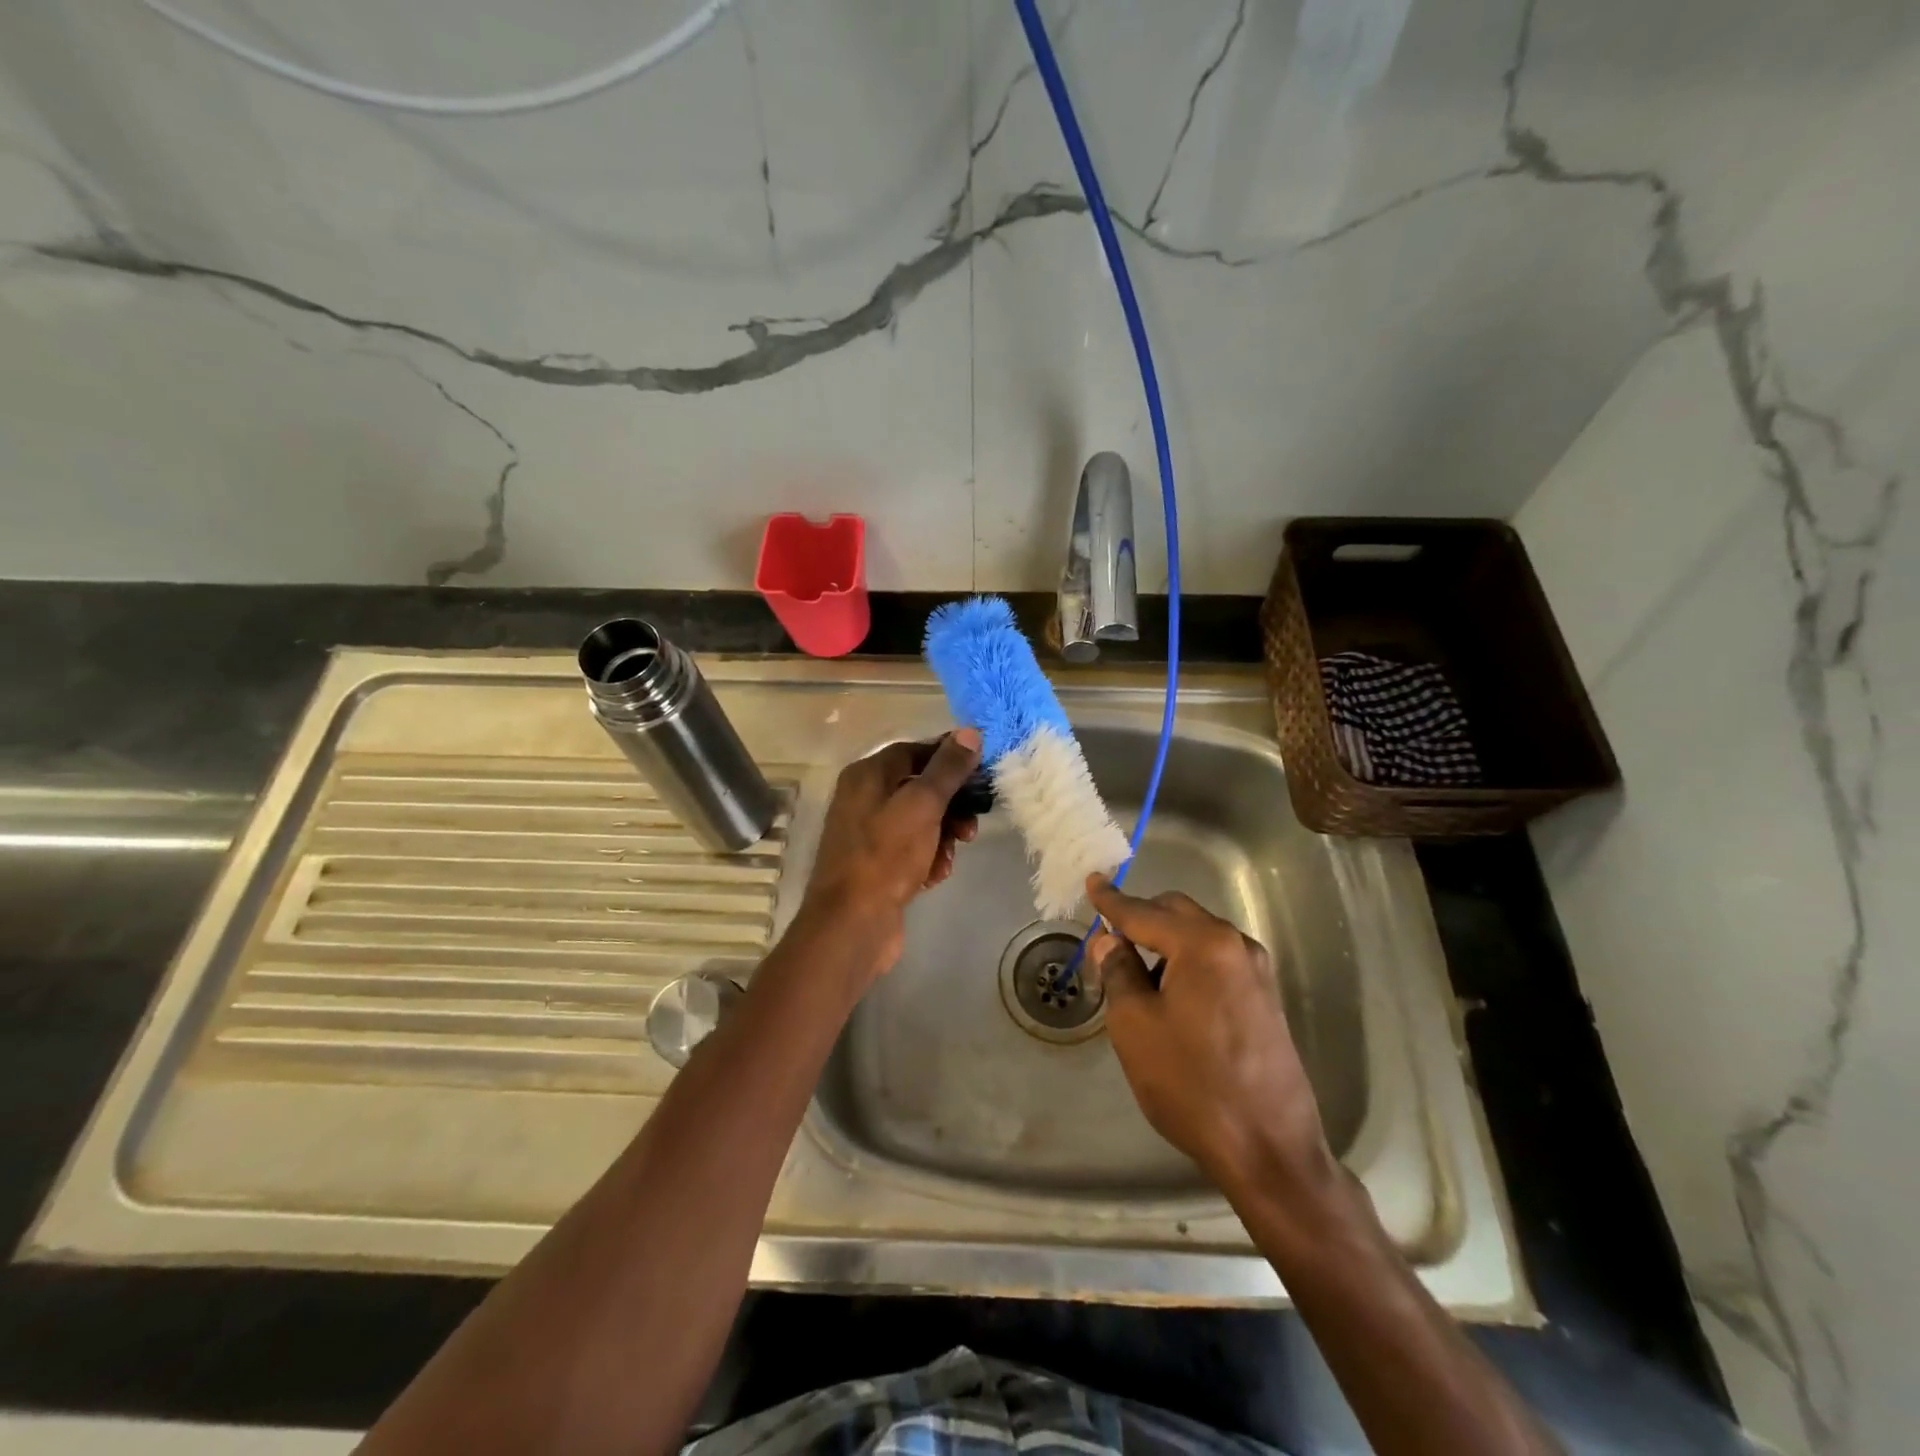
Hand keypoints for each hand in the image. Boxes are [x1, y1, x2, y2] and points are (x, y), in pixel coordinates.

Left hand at [796, 731, 982, 982]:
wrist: (852, 923)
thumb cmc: (886, 855)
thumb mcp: (922, 805)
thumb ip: (947, 769)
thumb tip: (969, 733)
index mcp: (867, 775)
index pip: (914, 751)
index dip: (949, 758)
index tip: (980, 771)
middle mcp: (863, 798)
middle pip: (919, 788)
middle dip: (950, 805)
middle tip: (971, 825)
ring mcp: (868, 834)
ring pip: (919, 821)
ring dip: (943, 835)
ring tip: (952, 854)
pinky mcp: (876, 865)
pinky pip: (911, 850)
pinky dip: (928, 858)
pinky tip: (935, 875)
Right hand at [1086, 874, 1335, 1202]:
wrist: (1269, 1150)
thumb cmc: (1191, 1084)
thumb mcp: (1135, 1025)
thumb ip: (1118, 971)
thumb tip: (1109, 940)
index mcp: (1203, 945)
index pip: (1144, 912)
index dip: (1112, 900)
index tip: (1092, 880)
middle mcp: (1236, 946)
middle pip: (1177, 914)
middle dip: (1141, 917)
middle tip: (1108, 936)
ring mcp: (1257, 972)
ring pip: (1199, 937)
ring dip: (1164, 943)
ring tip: (1134, 973)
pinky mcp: (1265, 999)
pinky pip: (1216, 961)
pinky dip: (1187, 963)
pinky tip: (1170, 994)